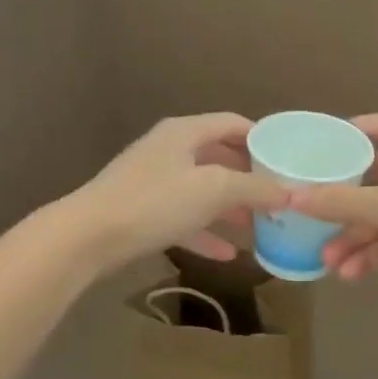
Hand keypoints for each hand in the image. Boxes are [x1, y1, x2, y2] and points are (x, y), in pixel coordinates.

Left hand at [71, 113, 288, 270]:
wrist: (88, 236)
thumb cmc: (155, 201)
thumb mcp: (213, 190)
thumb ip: (254, 188)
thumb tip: (289, 191)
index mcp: (185, 132)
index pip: (232, 123)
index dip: (262, 138)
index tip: (288, 158)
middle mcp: (169, 150)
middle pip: (219, 157)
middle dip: (249, 177)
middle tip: (278, 195)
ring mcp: (153, 181)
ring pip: (202, 190)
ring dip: (230, 207)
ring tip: (260, 226)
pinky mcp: (142, 212)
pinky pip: (184, 218)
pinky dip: (206, 232)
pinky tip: (228, 255)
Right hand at [287, 113, 377, 309]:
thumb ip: (341, 202)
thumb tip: (292, 196)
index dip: (357, 128)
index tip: (324, 140)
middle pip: (376, 179)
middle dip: (345, 199)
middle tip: (314, 211)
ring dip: (354, 238)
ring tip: (327, 260)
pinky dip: (372, 258)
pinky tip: (349, 274)